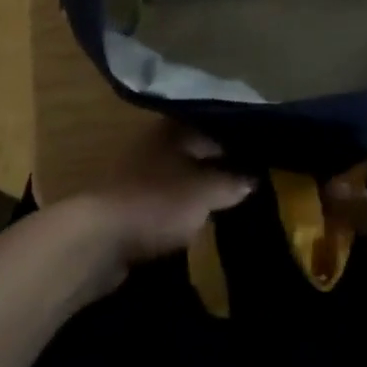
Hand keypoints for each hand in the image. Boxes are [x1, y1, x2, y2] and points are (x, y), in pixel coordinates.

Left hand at [72, 122, 253, 287]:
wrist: (99, 240)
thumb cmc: (157, 202)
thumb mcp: (205, 191)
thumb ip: (232, 181)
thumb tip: (254, 177)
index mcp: (175, 129)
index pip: (217, 127)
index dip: (242, 143)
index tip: (266, 159)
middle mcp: (158, 143)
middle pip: (199, 152)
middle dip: (224, 167)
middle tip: (257, 183)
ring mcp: (143, 173)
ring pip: (184, 176)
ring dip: (204, 190)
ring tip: (235, 204)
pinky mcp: (134, 203)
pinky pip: (170, 200)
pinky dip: (186, 209)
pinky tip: (205, 221)